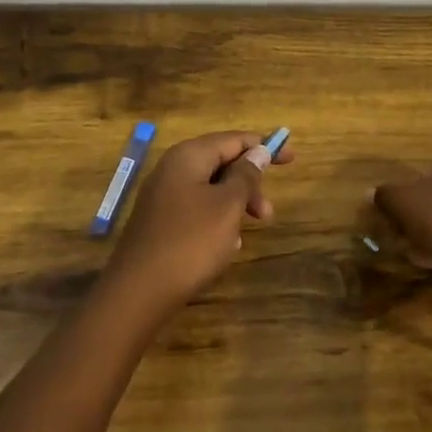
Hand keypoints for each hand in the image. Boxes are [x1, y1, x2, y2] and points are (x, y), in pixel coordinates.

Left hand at [106, 131, 292, 307]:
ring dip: (235, 206)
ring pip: (211, 189)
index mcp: (189, 156)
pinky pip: (197, 210)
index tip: (292, 158)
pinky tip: (223, 246)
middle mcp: (173, 168)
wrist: (139, 292)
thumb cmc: (191, 242)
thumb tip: (258, 151)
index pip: (234, 139)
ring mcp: (163, 196)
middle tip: (267, 213)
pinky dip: (216, 221)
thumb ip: (246, 175)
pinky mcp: (160, 221)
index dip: (264, 146)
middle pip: (221, 163)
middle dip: (249, 183)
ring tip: (243, 236)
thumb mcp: (228, 206)